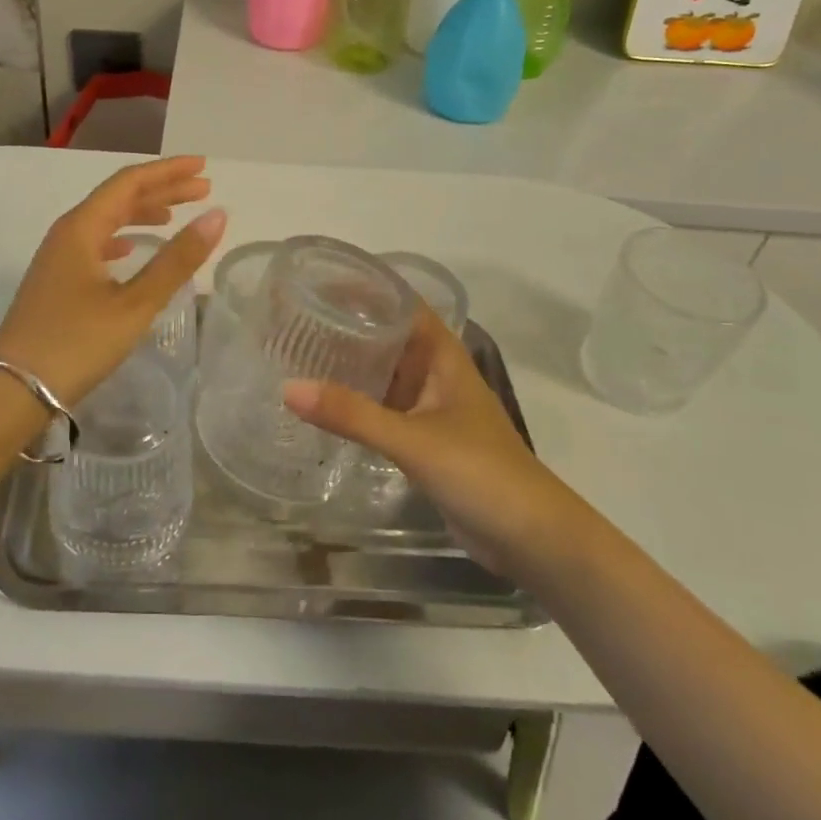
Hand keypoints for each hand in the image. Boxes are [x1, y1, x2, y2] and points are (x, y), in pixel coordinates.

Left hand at [0, 155, 225, 406]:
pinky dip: (121, 238)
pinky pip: (94, 243)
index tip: (203, 167)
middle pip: (118, 197)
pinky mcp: (55, 280)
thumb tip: (217, 216)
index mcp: (81, 227)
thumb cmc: (76, 343)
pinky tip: (131, 249)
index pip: (129, 182)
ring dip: (142, 213)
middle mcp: (67, 233)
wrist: (13, 390)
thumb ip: (177, 260)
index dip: (168, 172)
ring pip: (106, 220)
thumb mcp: (134, 304)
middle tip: (202, 188)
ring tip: (174, 215)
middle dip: (161, 190)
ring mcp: (57, 257)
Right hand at [284, 308, 567, 578]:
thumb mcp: (413, 439)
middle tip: (297, 316)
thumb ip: (352, 415)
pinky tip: (324, 405)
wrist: (532, 540)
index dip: (366, 286)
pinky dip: (356, 402)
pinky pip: (383, 408)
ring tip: (301, 352)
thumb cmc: (482, 472)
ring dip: (351, 364)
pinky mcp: (423, 440)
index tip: (320, 279)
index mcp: (442, 356)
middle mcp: (435, 374)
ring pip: (385, 373)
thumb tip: (288, 388)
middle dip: (348, 324)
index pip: (401, 303)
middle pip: (388, 335)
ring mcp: (430, 408)